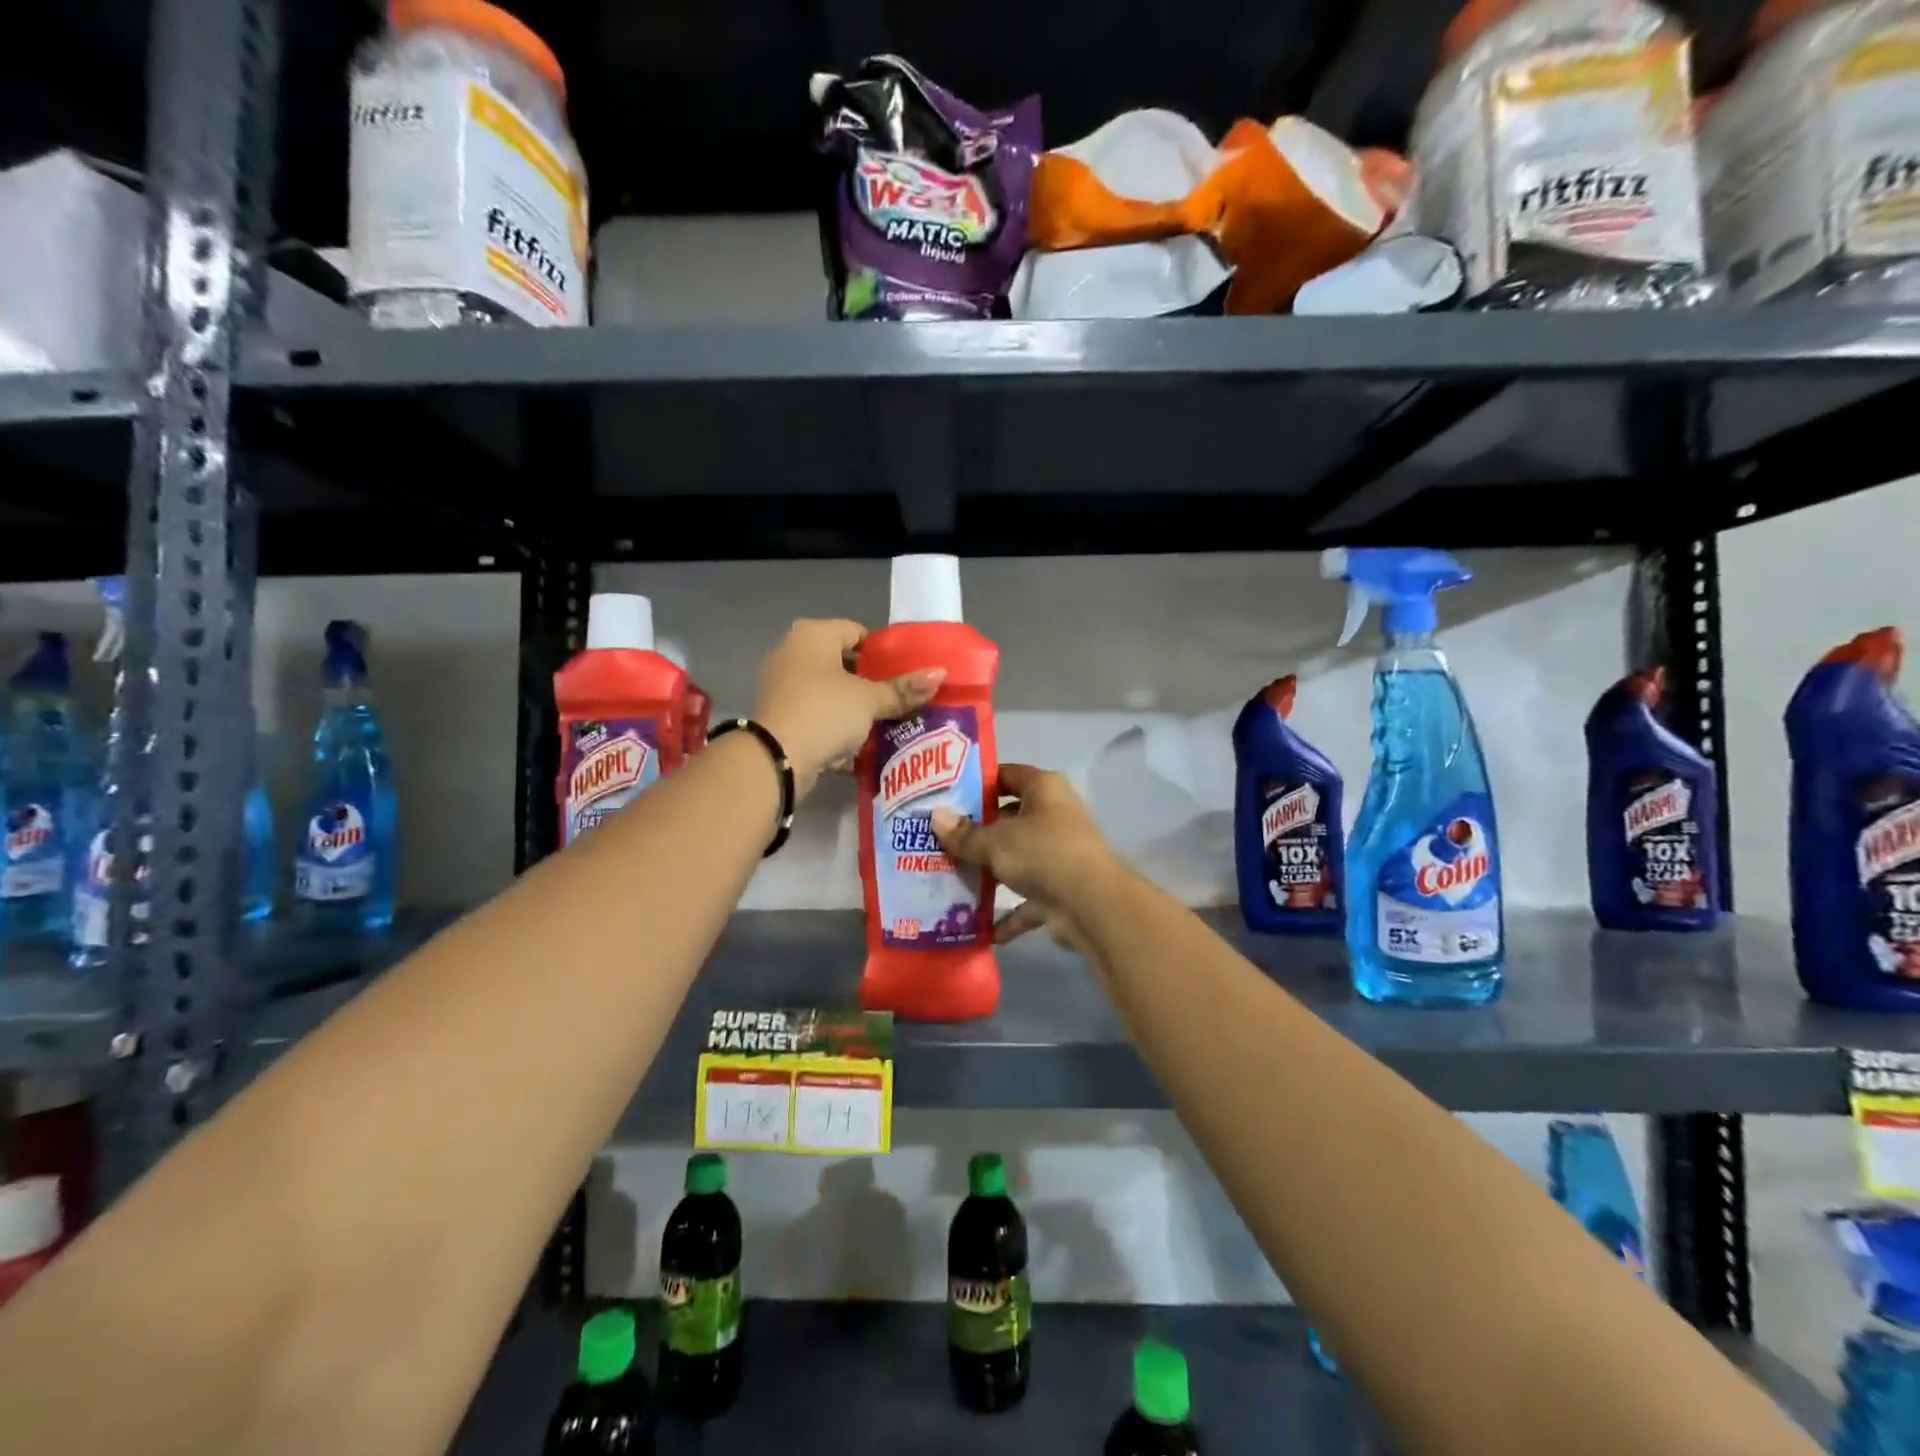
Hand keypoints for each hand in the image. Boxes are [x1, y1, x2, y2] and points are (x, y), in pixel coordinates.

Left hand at [751, 619, 943, 795]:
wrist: (776, 759)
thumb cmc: (825, 712)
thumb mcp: (869, 700)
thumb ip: (903, 689)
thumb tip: (940, 674)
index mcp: (813, 635)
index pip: (857, 632)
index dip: (883, 652)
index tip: (905, 673)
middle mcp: (793, 653)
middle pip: (843, 664)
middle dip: (871, 683)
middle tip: (900, 700)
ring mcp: (783, 686)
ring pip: (831, 693)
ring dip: (855, 709)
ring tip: (886, 723)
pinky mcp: (781, 717)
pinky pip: (818, 716)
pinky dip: (837, 728)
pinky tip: (861, 746)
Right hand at [930, 764, 1125, 950]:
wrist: (1092, 906)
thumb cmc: (1043, 853)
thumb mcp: (996, 840)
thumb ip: (965, 833)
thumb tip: (935, 817)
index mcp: (1044, 789)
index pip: (1006, 775)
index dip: (976, 783)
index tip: (944, 796)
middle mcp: (1054, 816)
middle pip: (1008, 818)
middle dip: (976, 831)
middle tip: (938, 838)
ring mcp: (1059, 854)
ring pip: (1016, 859)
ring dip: (989, 872)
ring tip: (948, 877)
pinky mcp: (1060, 890)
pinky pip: (1026, 900)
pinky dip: (1007, 914)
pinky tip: (978, 926)